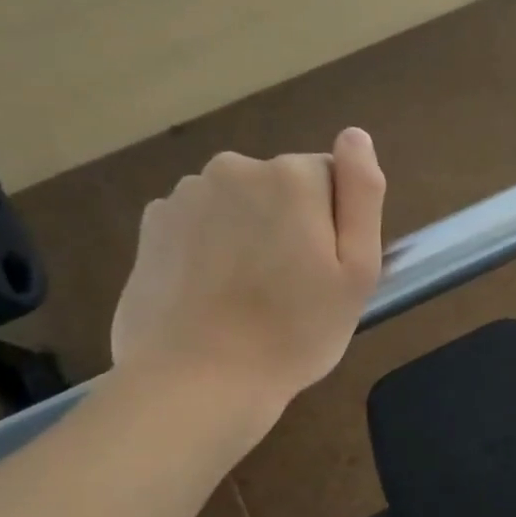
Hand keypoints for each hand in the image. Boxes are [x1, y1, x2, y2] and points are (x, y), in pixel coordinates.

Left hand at [111, 128, 385, 440]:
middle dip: (290, 226)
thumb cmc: (295, 332)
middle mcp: (235, 168)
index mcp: (292, 177)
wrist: (198, 381)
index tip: (325, 272)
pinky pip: (199, 223)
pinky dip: (210, 248)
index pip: (331, 180)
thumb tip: (355, 136)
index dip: (334, 226)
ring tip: (249, 298)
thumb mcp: (357, 271)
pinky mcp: (152, 225)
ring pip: (239, 205)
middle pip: (282, 188)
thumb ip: (362, 194)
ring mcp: (186, 195)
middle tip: (292, 290)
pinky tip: (212, 294)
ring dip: (249, 236)